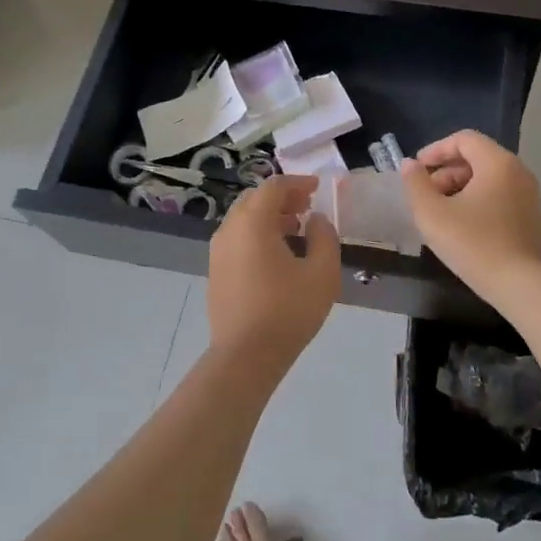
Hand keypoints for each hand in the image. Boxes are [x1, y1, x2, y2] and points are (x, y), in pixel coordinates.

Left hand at [206, 175, 339, 371]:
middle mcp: (230, 229)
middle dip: (282, 197)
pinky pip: (237, 238)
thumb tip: (315, 220)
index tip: (317, 189)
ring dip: (269, 216)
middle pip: (255, 199)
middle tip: (306, 207)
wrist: (245, 357)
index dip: (297, 183)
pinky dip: (256, 234)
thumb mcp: (322, 273)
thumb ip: (324, 237)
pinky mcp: (216, 271)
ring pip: (243, 219)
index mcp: (253, 222)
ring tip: (295, 230)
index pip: (274, 186)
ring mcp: (218, 251)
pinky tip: (276, 255)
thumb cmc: (287, 311)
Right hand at [400, 130, 540, 296]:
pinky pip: (500, 195)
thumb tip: (410, 165)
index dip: (436, 150)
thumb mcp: (433, 214)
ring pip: (488, 178)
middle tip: (426, 194)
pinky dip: (477, 200)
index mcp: (497, 163)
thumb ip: (416, 184)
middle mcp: (518, 171)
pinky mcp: (531, 217)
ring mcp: (529, 195)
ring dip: (460, 187)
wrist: (522, 286)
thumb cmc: (474, 244)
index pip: (464, 139)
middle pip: (476, 157)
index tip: (417, 170)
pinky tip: (462, 226)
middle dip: (446, 171)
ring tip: (440, 212)